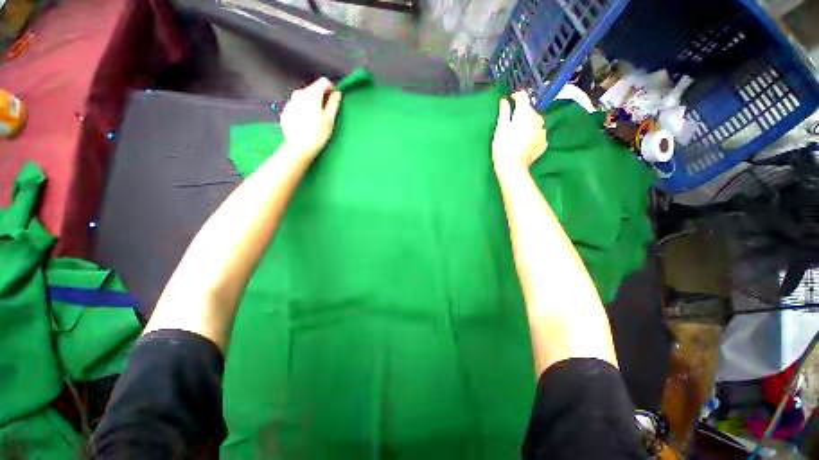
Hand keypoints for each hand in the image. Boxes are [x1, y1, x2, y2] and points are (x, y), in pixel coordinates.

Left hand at [280, 77, 341, 160]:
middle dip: (321, 97)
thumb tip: (337, 93)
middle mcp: (298, 94)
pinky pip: (296, 107)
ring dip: (311, 104)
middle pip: (313, 89)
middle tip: (326, 113)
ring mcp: (290, 102)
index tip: (334, 99)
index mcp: (311, 94)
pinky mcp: (285, 112)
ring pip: (304, 98)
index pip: (324, 82)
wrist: (299, 147)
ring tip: (316, 120)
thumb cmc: (318, 133)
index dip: (331, 88)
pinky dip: (303, 111)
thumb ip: (334, 103)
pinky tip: (306, 124)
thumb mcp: (330, 119)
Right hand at [492, 91, 546, 171]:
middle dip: (521, 113)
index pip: (523, 96)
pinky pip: (537, 134)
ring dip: (528, 124)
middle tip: (511, 122)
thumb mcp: (501, 128)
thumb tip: (505, 100)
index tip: (509, 100)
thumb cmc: (503, 147)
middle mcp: (538, 119)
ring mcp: (542, 131)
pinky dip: (532, 134)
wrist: (512, 167)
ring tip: (518, 133)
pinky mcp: (543, 142)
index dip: (515, 96)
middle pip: (530, 110)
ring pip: (535, 122)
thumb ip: (504, 112)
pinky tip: (524, 141)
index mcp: (525, 113)